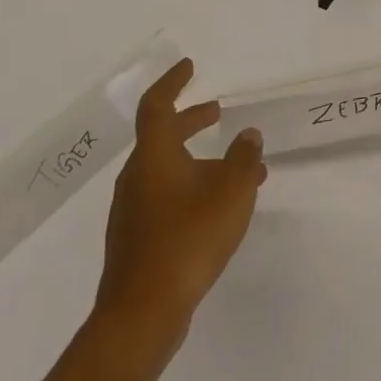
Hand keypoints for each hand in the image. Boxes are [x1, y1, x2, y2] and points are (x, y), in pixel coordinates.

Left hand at [90, 57, 265, 378]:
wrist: (143, 313)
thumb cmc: (188, 238)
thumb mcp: (232, 191)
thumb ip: (244, 158)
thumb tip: (248, 135)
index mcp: (154, 157)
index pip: (157, 106)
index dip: (173, 82)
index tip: (190, 67)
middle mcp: (137, 177)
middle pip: (161, 137)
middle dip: (190, 120)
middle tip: (216, 112)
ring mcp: (132, 211)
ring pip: (166, 169)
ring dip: (196, 158)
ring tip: (235, 167)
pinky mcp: (136, 239)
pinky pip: (165, 196)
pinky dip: (190, 186)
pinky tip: (217, 207)